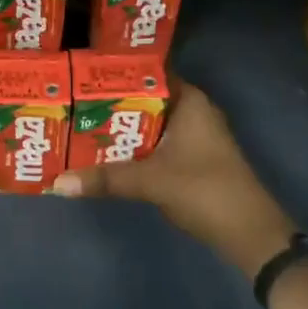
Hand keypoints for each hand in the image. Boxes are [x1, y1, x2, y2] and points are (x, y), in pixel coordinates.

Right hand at [54, 79, 296, 278]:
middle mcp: (193, 111)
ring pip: (149, 123)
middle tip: (71, 101)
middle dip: (111, 103)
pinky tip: (106, 154)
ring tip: (78, 124)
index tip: (82, 75)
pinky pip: (156, 142)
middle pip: (145, 99)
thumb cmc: (205, 191)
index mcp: (190, 101)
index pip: (148, 73)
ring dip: (121, 127)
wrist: (250, 235)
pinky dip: (134, 146)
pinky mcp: (192, 158)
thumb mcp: (151, 181)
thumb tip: (57, 183)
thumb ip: (106, 178)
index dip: (116, 74)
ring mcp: (195, 136)